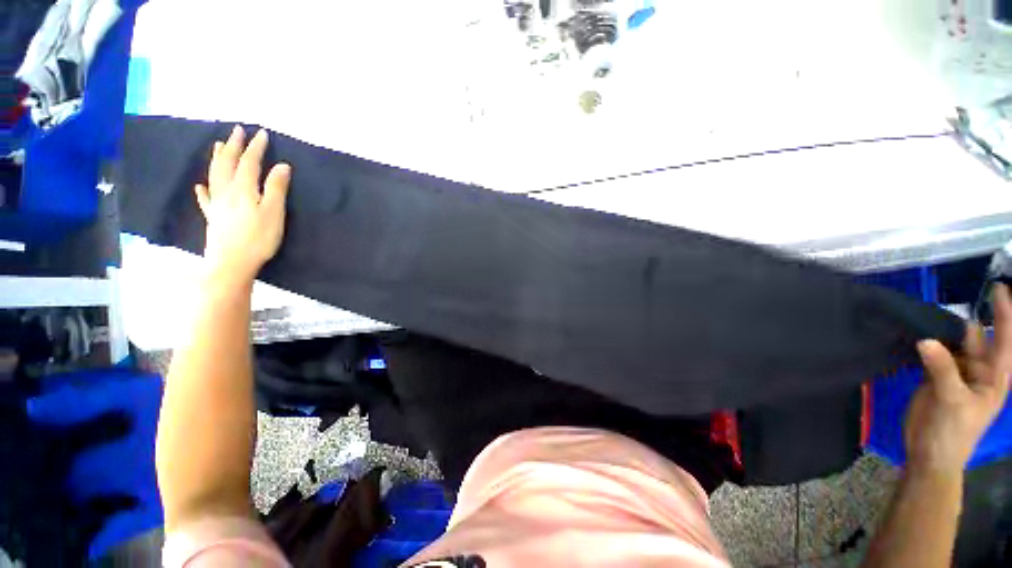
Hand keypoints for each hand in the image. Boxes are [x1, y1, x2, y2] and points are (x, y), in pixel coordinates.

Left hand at [195, 126, 290, 282]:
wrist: (232, 262)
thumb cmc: (258, 238)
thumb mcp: (274, 212)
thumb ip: (276, 188)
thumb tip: (282, 166)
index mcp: (243, 188)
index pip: (249, 162)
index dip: (256, 147)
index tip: (262, 134)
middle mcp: (226, 191)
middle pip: (228, 163)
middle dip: (234, 146)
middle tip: (238, 131)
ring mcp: (217, 203)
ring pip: (215, 175)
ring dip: (218, 158)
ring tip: (220, 145)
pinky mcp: (213, 217)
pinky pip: (205, 198)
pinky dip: (203, 189)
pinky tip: (200, 185)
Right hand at [905, 284, 1011, 475]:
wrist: (929, 454)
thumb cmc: (953, 433)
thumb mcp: (952, 402)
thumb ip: (942, 370)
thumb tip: (925, 340)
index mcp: (994, 378)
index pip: (1004, 341)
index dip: (1004, 315)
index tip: (998, 289)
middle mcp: (978, 371)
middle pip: (977, 339)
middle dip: (969, 321)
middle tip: (954, 301)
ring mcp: (956, 373)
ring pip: (952, 344)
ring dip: (944, 331)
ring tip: (929, 315)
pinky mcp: (935, 376)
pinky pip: (933, 353)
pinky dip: (927, 343)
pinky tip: (917, 334)